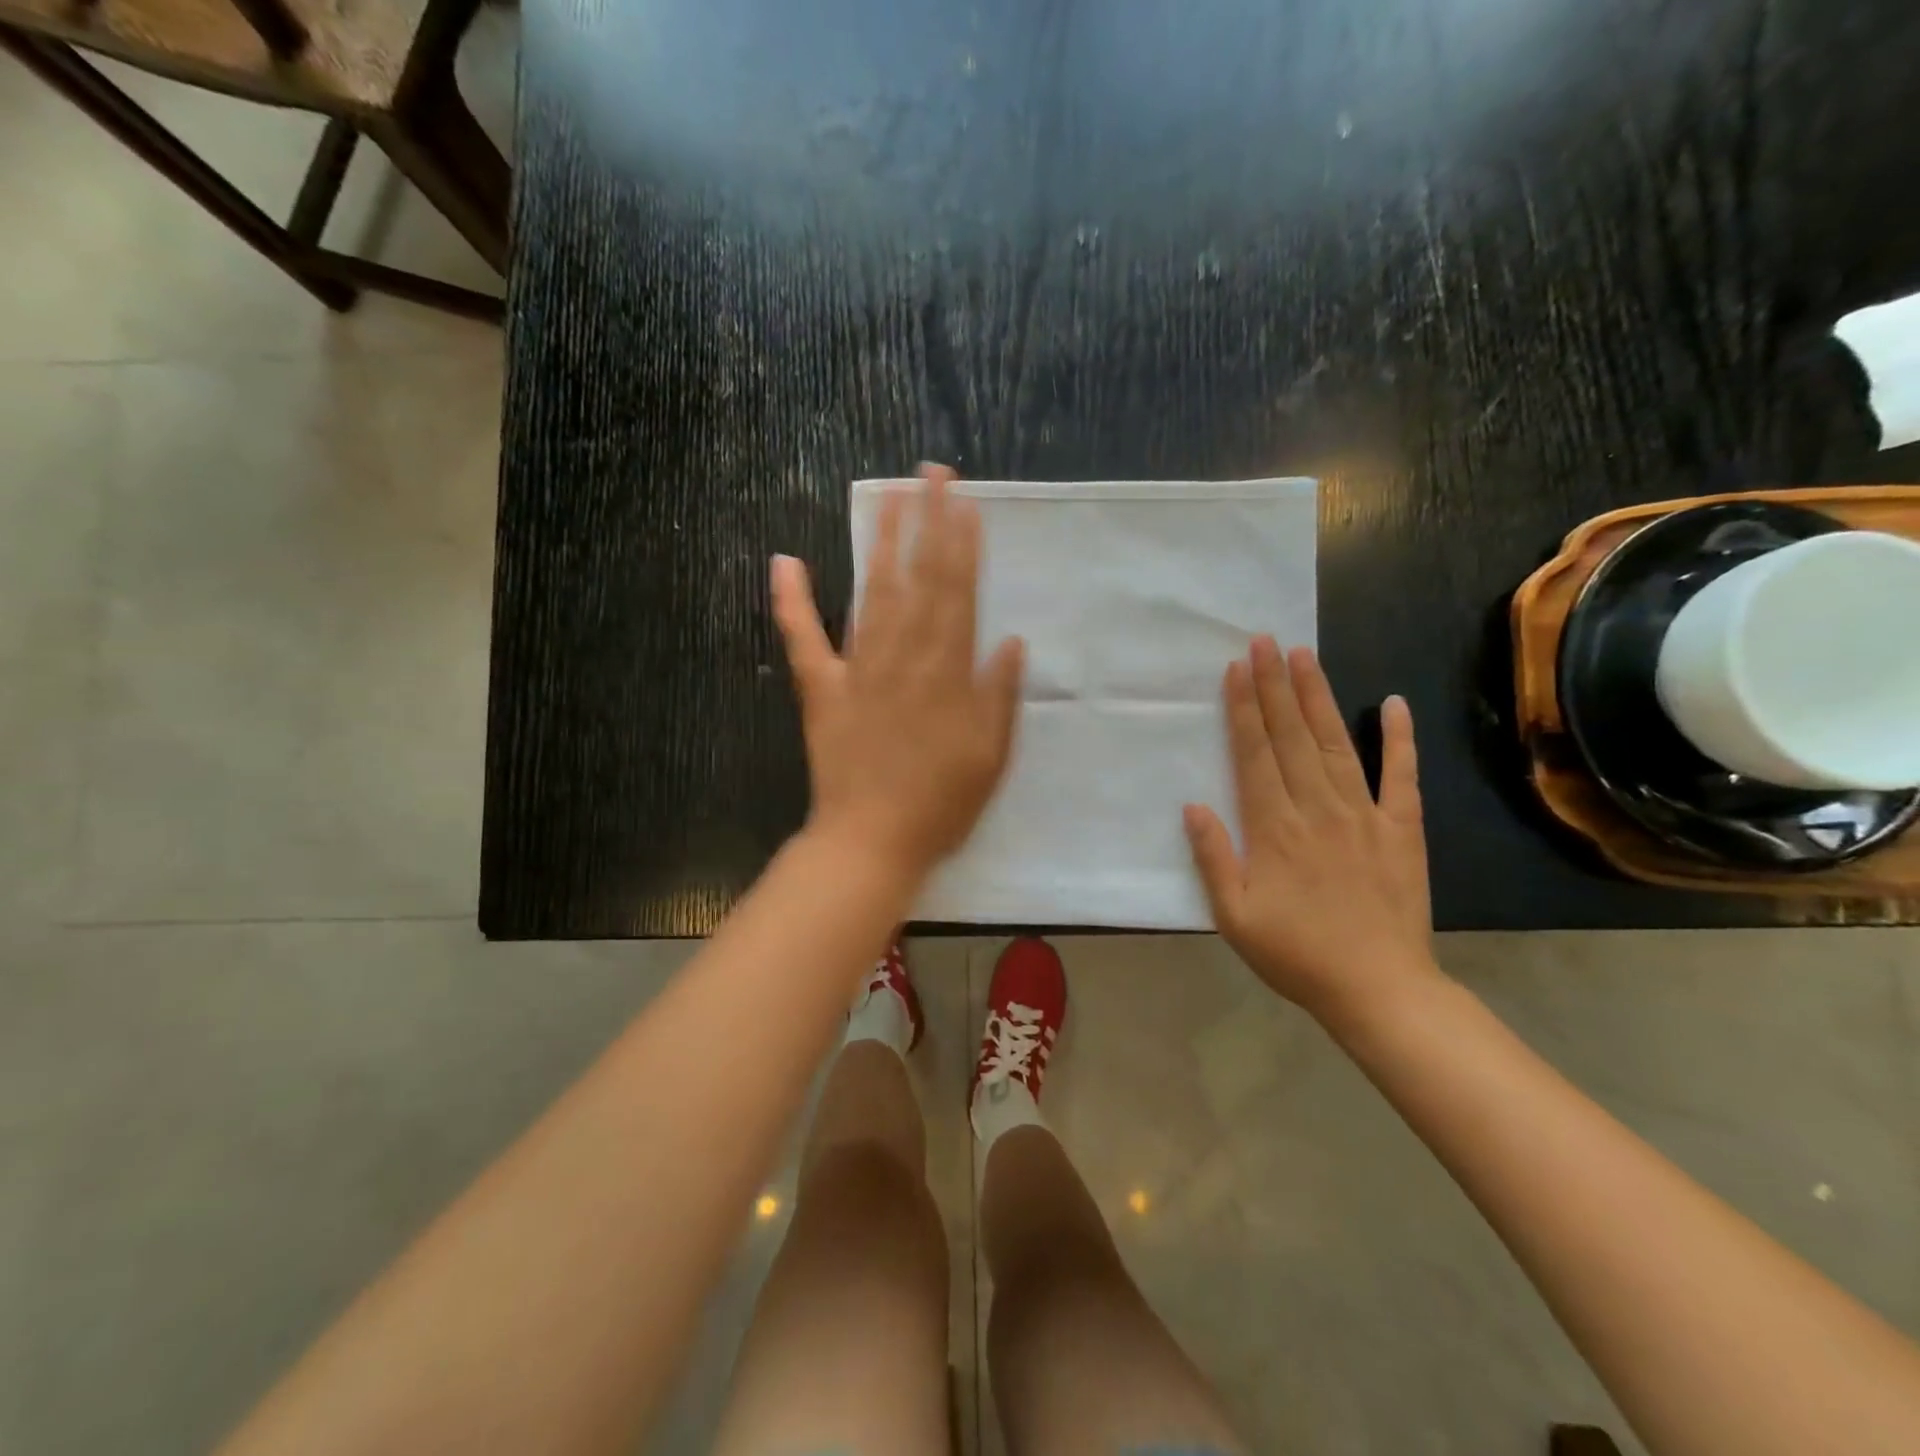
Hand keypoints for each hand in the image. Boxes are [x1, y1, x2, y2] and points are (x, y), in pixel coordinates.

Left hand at [773, 464, 1024, 881]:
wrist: (872, 842)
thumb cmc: (941, 805)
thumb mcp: (991, 757)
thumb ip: (1000, 696)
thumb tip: (1012, 640)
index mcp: (948, 673)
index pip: (958, 593)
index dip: (962, 544)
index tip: (964, 501)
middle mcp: (904, 658)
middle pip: (918, 578)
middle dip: (926, 522)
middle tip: (930, 474)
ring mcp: (858, 670)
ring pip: (870, 592)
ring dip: (879, 542)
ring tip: (886, 498)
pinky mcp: (822, 689)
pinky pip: (804, 639)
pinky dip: (791, 600)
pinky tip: (785, 561)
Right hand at [1183, 638, 1437, 1027]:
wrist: (1379, 989)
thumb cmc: (1296, 954)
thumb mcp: (1234, 916)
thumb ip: (1213, 858)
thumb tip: (1194, 806)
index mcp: (1274, 829)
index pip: (1255, 755)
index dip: (1244, 709)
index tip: (1237, 669)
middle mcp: (1318, 809)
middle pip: (1292, 738)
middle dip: (1275, 687)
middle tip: (1265, 642)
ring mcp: (1365, 815)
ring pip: (1337, 744)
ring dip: (1318, 698)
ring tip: (1304, 657)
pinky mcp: (1402, 829)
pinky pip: (1402, 776)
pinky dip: (1399, 739)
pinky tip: (1393, 704)